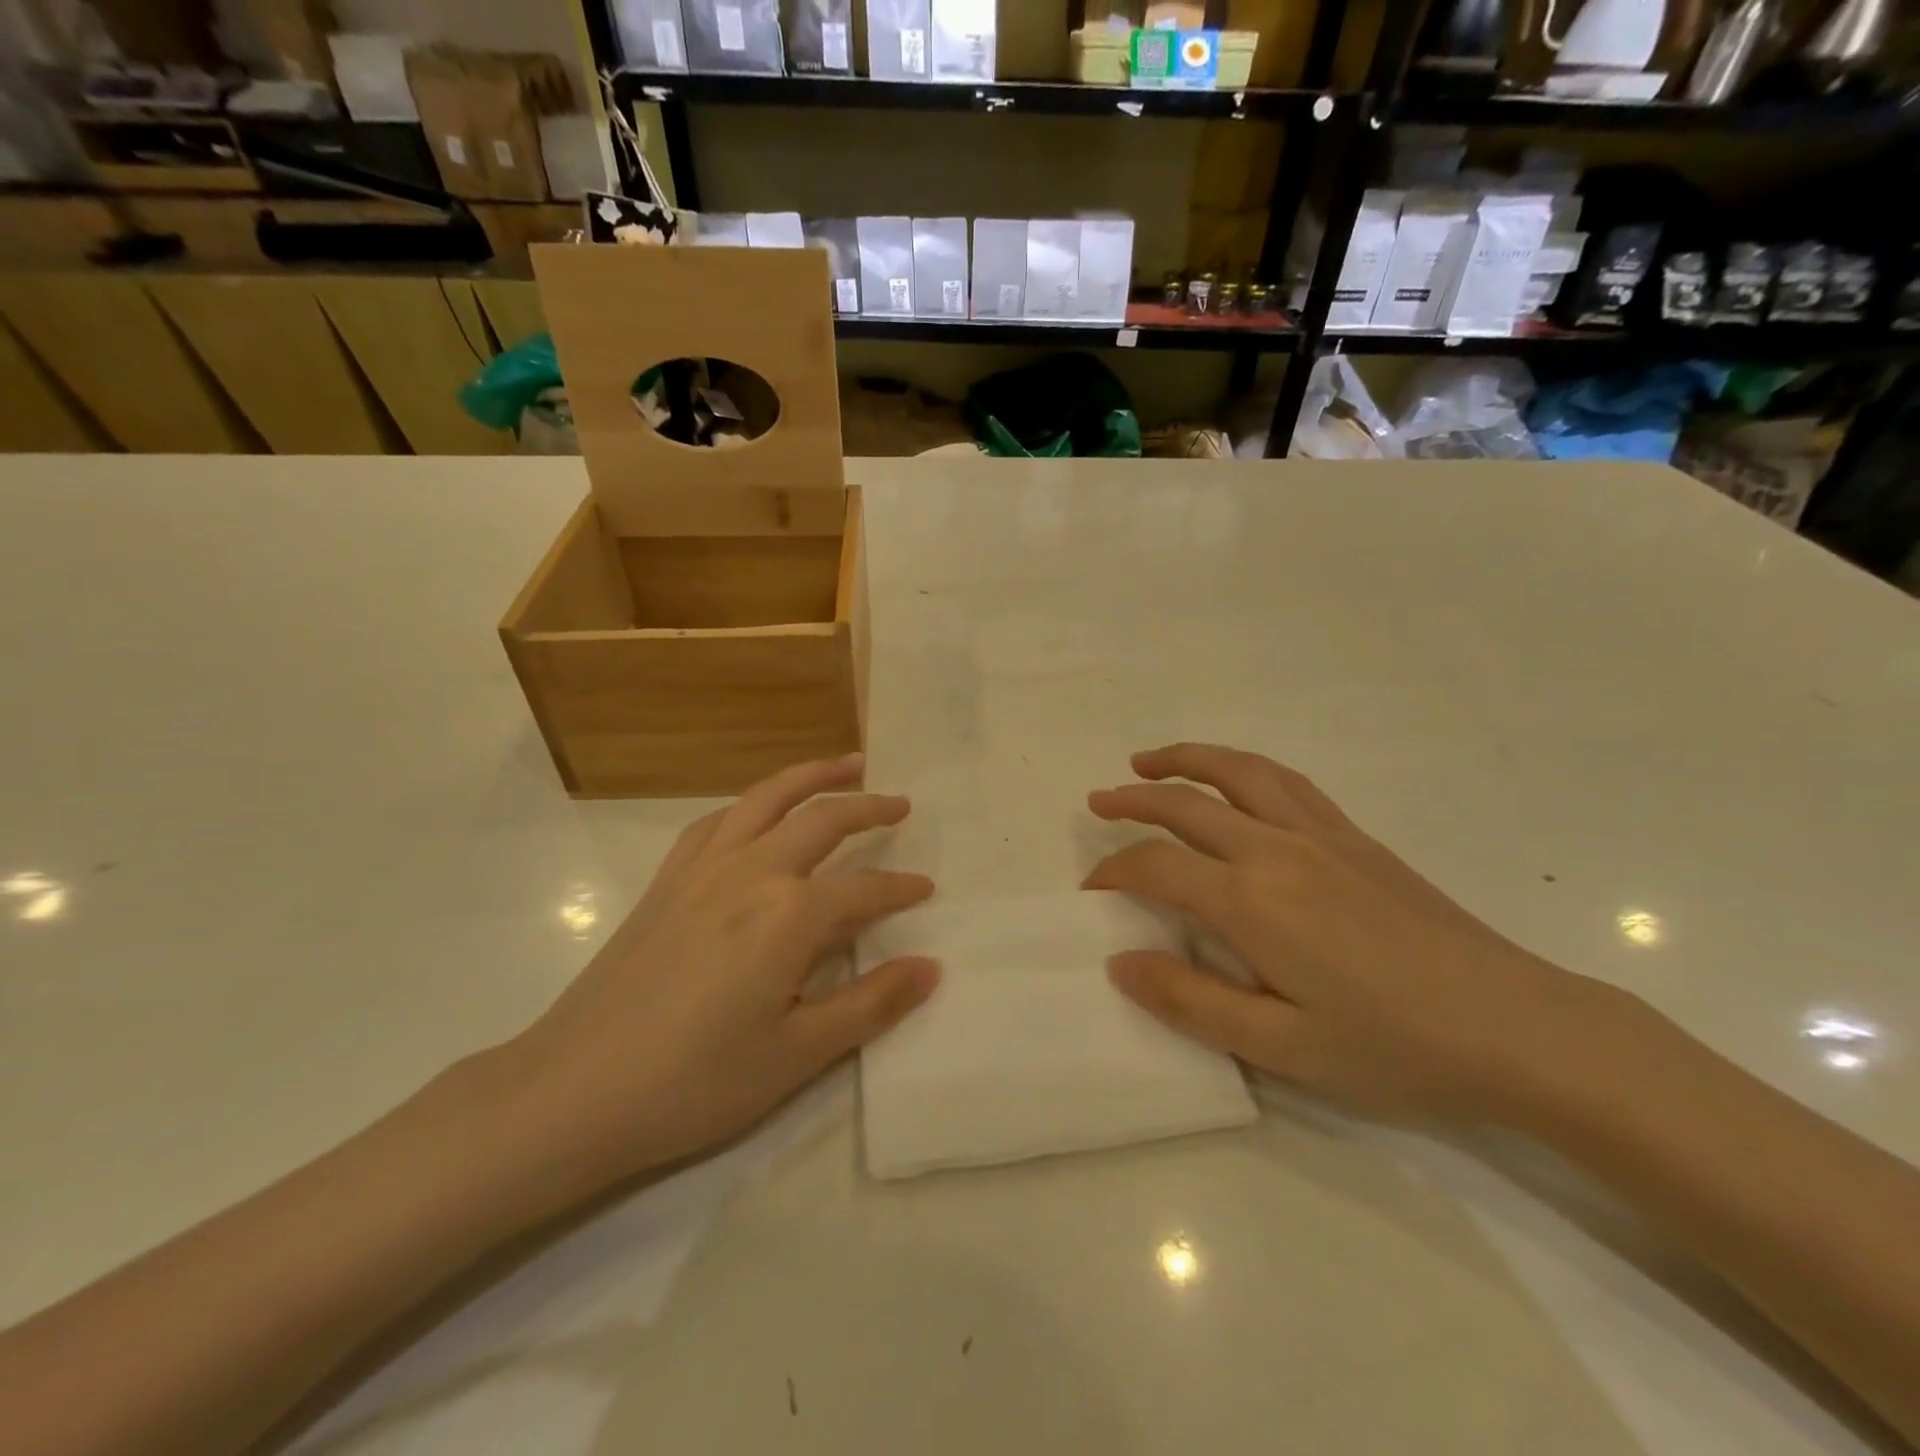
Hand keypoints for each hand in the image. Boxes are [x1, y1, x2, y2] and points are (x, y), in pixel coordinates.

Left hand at [506, 754, 938, 1190]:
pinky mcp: (666, 881)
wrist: (573, 1092)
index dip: (900, 889)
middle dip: (867, 807)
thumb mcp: (798, 1054)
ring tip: (845, 763)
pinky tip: (758, 811)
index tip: (926, 888)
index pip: (863, 891)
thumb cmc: (696, 1081)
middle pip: (821, 821)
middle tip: (900, 803)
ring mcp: (702, 869)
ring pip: (766, 799)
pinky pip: (716, 822)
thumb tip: (931, 967)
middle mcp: (750, 872)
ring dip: (811, 776)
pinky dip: (750, 804)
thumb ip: (871, 1003)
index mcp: (788, 914)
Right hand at [1085, 743, 1620, 1126]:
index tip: (1091, 889)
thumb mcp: (1281, 1046)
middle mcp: (1277, 850)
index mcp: (1251, 901)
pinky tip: (1232, 780)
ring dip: (1184, 760)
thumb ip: (1190, 1002)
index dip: (1113, 870)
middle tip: (1097, 801)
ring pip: (1237, 773)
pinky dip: (1242, 768)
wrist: (1516, 1027)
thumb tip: (1119, 962)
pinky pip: (1285, 782)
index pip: (1156, 865)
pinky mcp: (1354, 837)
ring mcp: (1321, 835)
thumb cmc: (1393, 1046)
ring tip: (1148, 761)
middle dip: (1132, 800)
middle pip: (1186, 804)